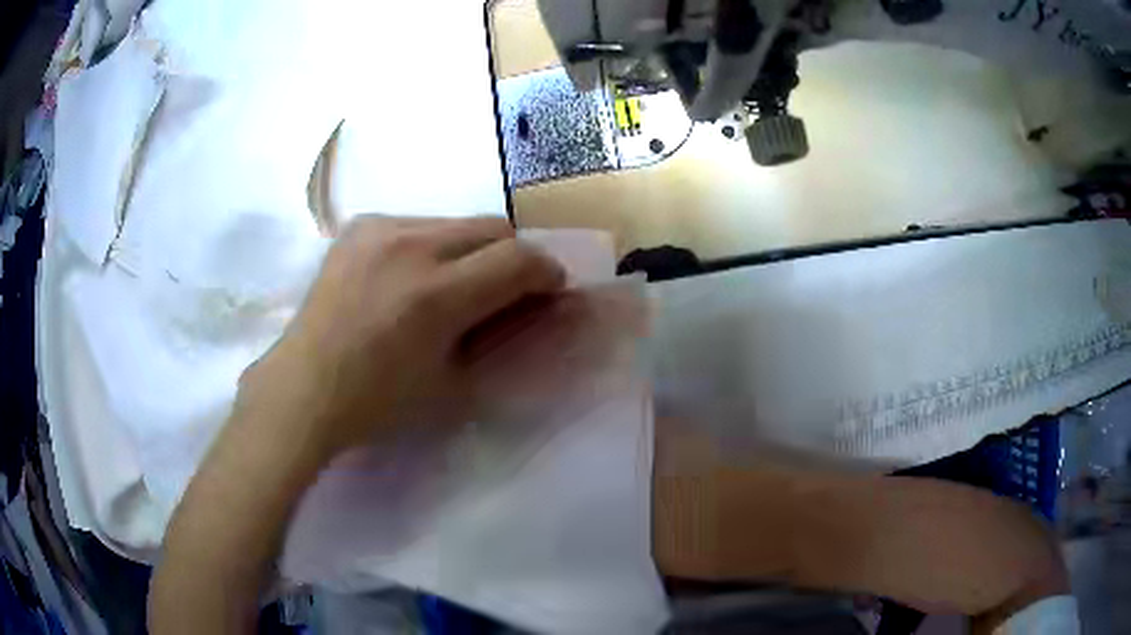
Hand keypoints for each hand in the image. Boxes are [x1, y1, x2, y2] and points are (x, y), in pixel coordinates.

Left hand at [242, 215, 565, 459]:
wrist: (304, 389)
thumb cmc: (378, 403)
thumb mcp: (451, 379)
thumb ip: (497, 334)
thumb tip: (532, 307)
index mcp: (435, 295)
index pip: (518, 258)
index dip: (546, 272)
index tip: (549, 290)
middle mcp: (409, 246)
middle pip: (494, 226)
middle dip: (513, 256)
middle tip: (504, 290)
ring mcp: (380, 229)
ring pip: (456, 221)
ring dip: (472, 249)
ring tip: (451, 285)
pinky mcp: (359, 226)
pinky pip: (418, 223)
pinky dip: (432, 245)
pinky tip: (410, 277)